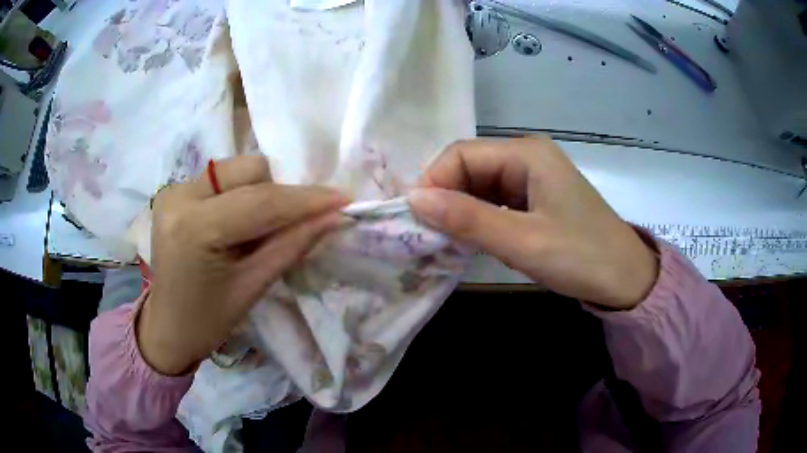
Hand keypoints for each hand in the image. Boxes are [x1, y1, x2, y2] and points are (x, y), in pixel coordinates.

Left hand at [138, 156, 347, 374]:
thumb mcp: (253, 286)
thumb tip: (334, 217)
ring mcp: (174, 189)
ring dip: (262, 191)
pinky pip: (222, 178)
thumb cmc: (208, 321)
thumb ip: (293, 245)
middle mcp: (180, 196)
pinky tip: (241, 223)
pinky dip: (242, 194)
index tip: (343, 199)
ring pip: (237, 169)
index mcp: (195, 228)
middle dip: (281, 193)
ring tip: (263, 228)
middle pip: (249, 171)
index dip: (306, 199)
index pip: (260, 202)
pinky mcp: (174, 190)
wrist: (167, 327)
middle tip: (298, 223)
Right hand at [409, 137, 658, 309]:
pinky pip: (495, 203)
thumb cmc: (582, 257)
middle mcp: (527, 158)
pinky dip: (480, 220)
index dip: (433, 182)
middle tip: (428, 236)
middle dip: (446, 198)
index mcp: (527, 154)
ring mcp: (533, 179)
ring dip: (461, 212)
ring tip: (446, 241)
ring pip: (480, 187)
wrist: (626, 280)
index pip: (461, 154)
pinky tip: (473, 241)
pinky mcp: (536, 201)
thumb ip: (468, 219)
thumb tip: (413, 199)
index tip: (415, 219)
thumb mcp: (523, 241)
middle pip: (470, 168)